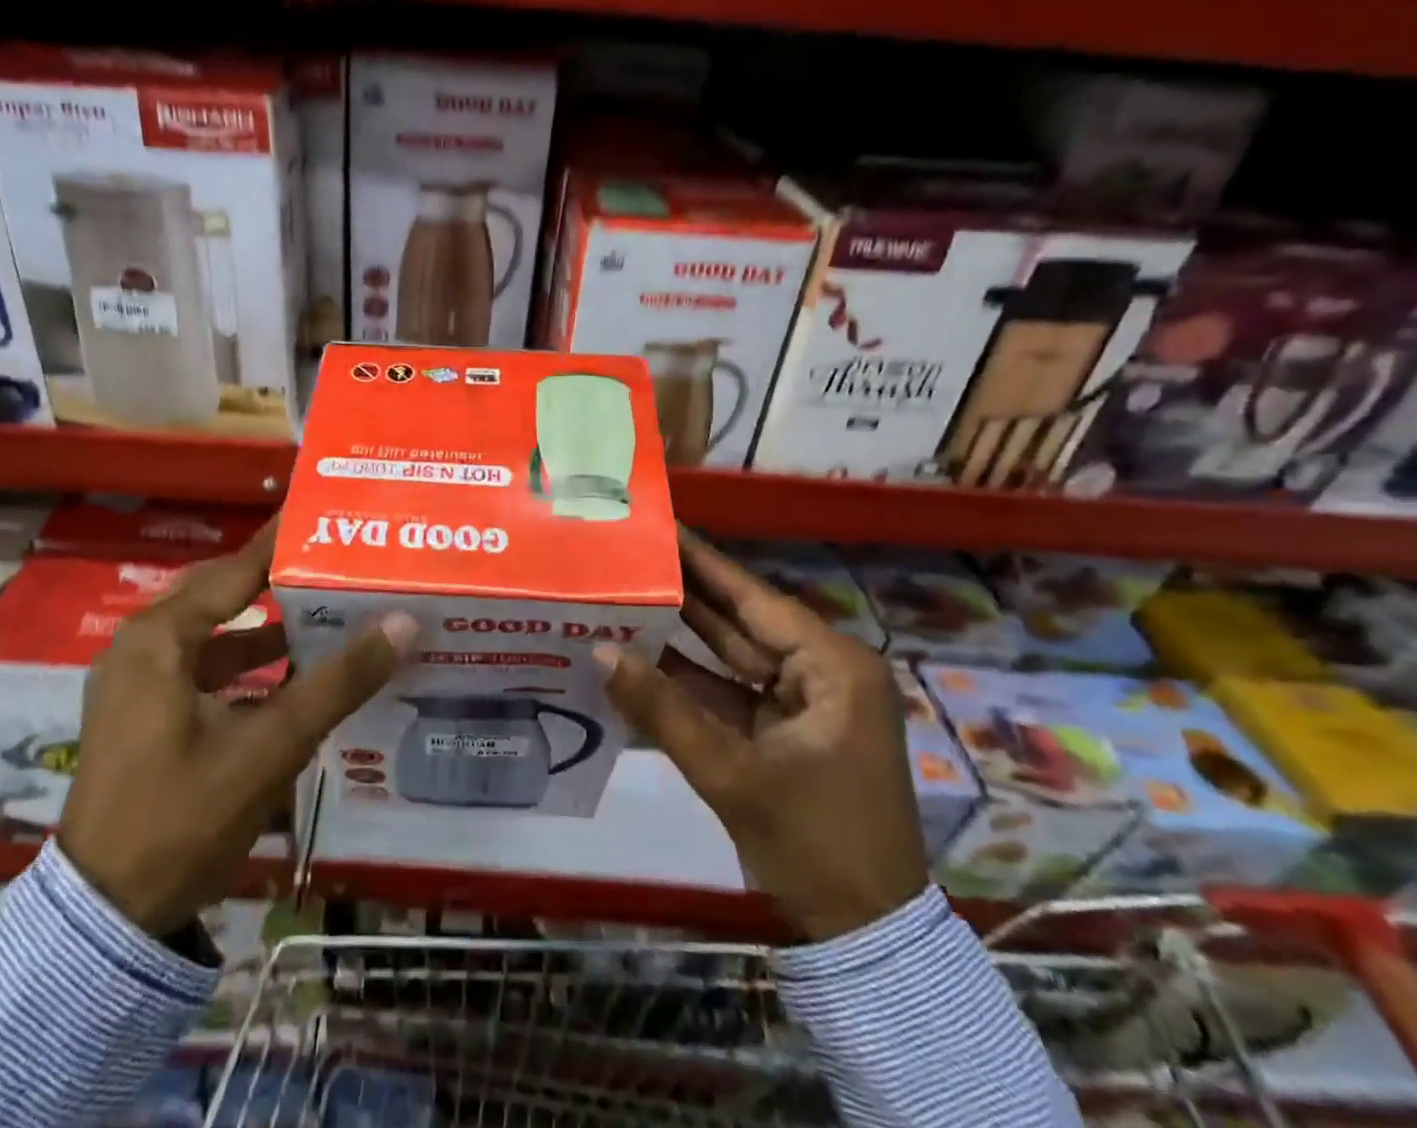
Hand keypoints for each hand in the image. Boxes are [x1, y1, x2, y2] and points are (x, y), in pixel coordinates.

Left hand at [58, 521, 415, 936]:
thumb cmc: (182, 817)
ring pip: (216, 634)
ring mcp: (138, 681)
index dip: (285, 541)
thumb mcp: (270, 746)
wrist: (105, 919)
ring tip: (330, 614)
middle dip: (283, 581)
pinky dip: (247, 665)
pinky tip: (293, 676)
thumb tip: (403, 622)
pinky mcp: (144, 713)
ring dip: (268, 628)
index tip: (328, 513)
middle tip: (340, 563)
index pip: (237, 567)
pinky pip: (204, 667)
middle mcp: (143, 645)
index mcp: (161, 637)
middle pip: (225, 594)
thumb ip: (338, 682)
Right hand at [598, 531, 927, 941]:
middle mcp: (822, 673)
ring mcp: (804, 705)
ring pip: (732, 658)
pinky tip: (641, 661)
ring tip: (625, 598)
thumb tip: (599, 651)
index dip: (704, 562)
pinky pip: (730, 694)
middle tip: (632, 556)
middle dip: (686, 594)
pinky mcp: (785, 734)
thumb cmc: (815, 843)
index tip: (662, 527)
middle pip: (741, 621)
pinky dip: (689, 684)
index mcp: (832, 667)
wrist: (864, 937)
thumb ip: (662, 709)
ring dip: (681, 638)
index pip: (754, 597)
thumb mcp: (732, 773)